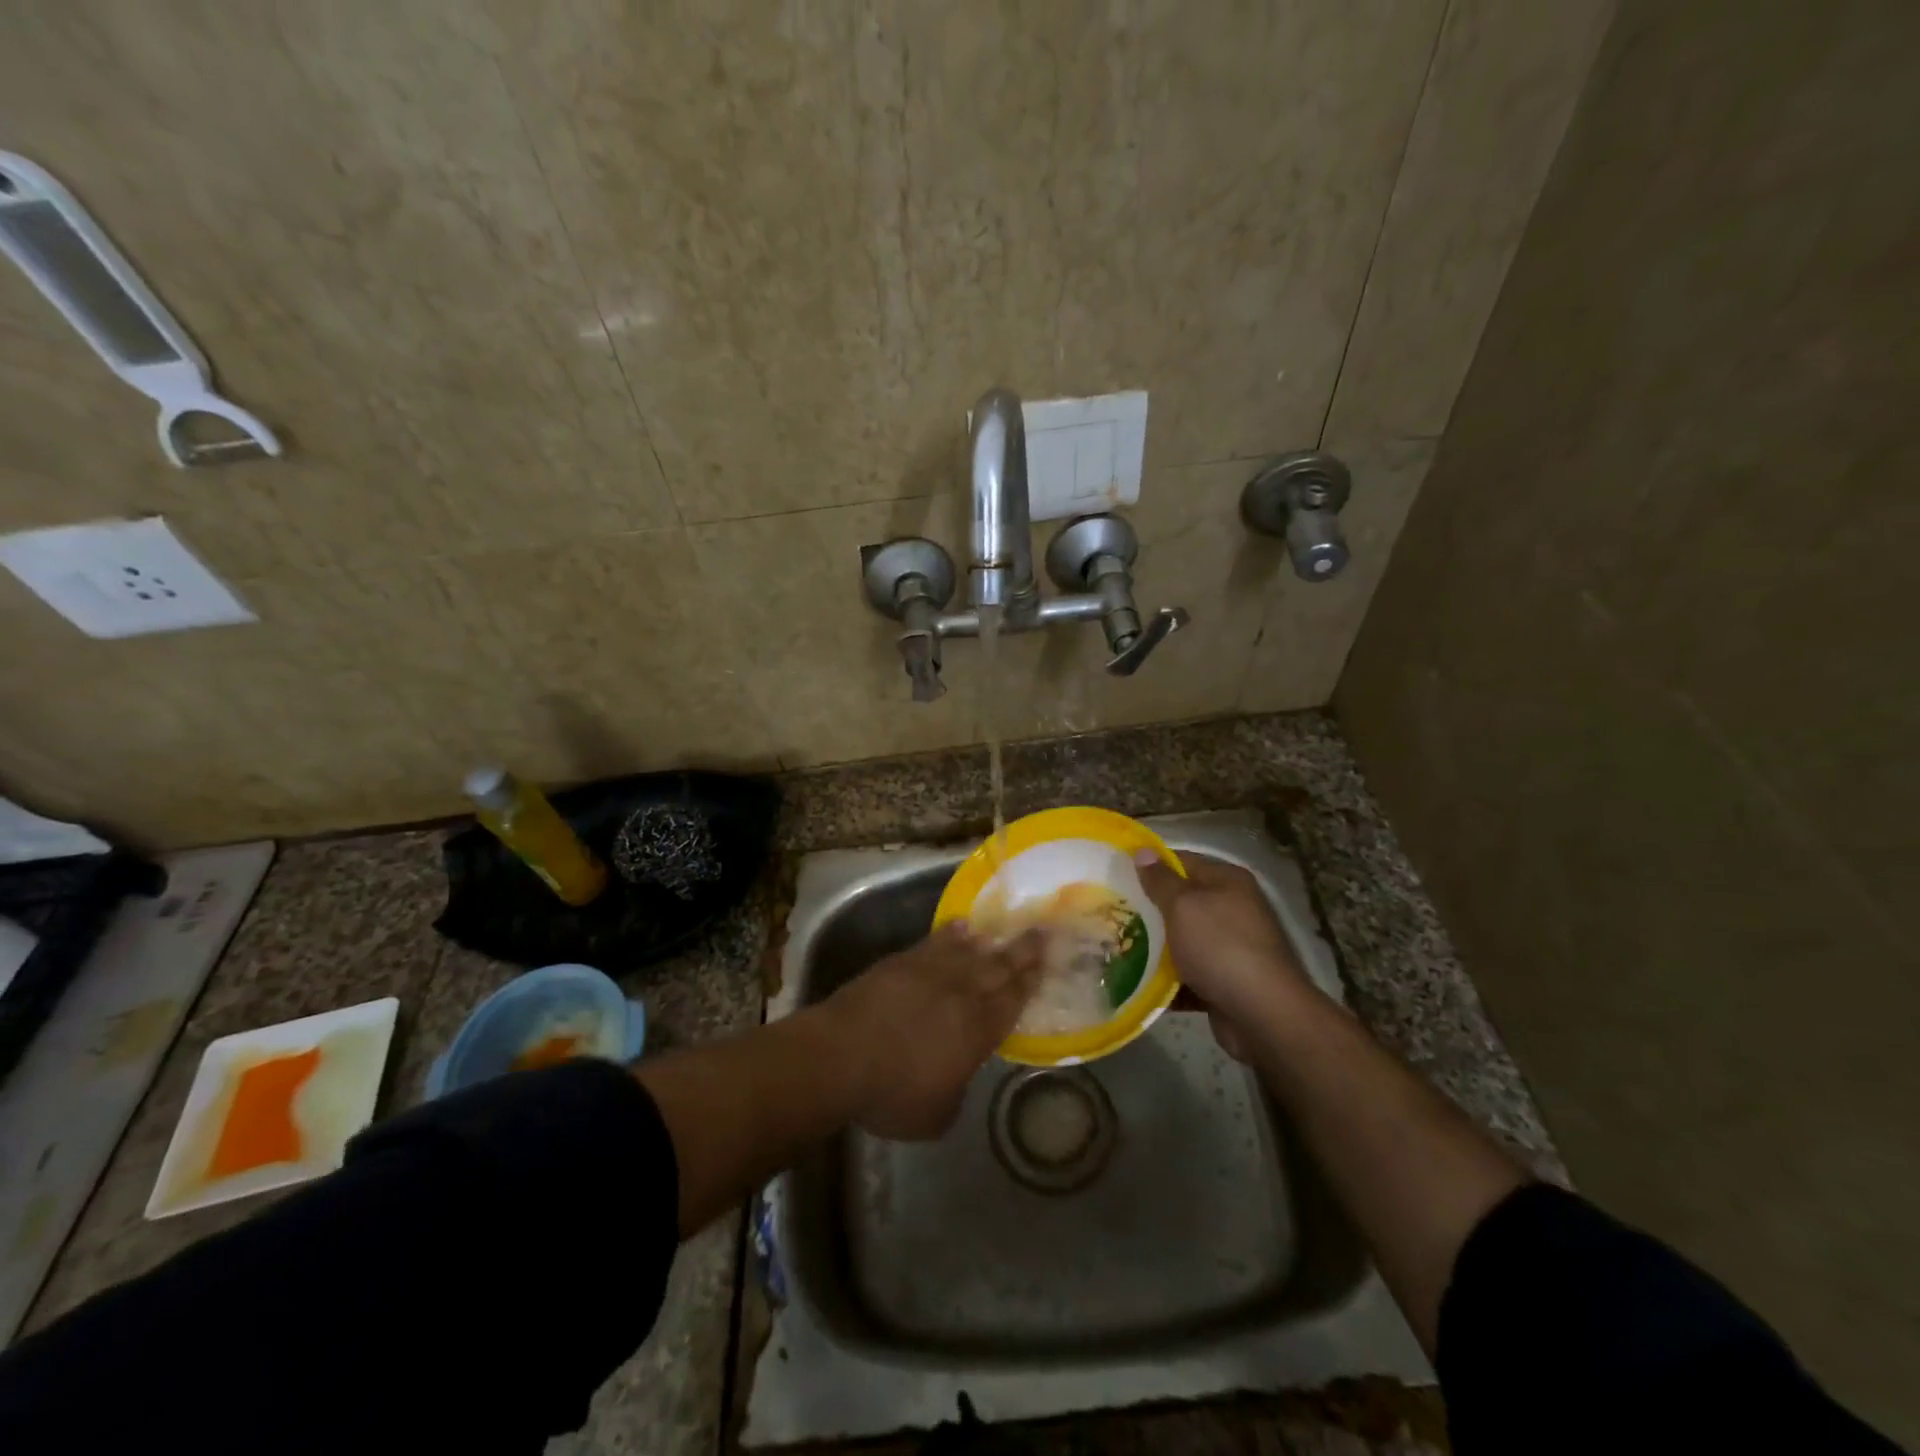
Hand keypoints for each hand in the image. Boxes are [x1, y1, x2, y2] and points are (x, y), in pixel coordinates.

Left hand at [824, 924, 1042, 1139]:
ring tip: (1005, 929)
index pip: (1013, 1001)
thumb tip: (958, 1077)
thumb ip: (956, 1091)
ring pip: (970, 950)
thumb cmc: (891, 1093)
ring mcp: (932, 972)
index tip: (1046, 962)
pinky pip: (935, 941)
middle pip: (1000, 967)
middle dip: (1023, 951)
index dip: (1031, 981)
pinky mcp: (903, 961)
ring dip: (991, 939)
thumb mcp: (935, 1115)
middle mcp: (963, 994)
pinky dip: (951, 933)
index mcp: (978, 1031)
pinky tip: (960, 926)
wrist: (842, 1055)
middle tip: (1041, 931)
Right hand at [1135, 850, 1314, 1060]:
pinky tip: (1135, 981)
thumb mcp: (1183, 905)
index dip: (1149, 866)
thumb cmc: (1220, 946)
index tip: (1115, 874)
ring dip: (1154, 947)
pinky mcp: (1224, 982)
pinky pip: (1188, 974)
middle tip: (1110, 912)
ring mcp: (1230, 948)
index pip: (1182, 862)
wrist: (1261, 1014)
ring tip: (1115, 947)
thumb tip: (1143, 851)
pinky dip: (1166, 979)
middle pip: (1181, 902)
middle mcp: (1232, 910)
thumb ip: (1160, 880)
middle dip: (1148, 909)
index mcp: (1227, 882)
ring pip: (1182, 941)